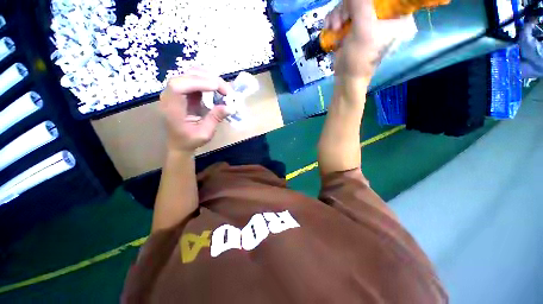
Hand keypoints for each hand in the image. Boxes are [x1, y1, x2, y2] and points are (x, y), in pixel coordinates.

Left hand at [159, 70, 232, 153]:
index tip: (216, 88)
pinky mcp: (184, 91)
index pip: (178, 86)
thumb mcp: (204, 133)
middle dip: (209, 79)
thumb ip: (215, 119)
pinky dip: (208, 81)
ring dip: (209, 78)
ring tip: (223, 89)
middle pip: (186, 75)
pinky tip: (217, 88)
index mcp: (172, 108)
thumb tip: (230, 107)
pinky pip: (195, 79)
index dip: (197, 82)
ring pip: (191, 73)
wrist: (179, 142)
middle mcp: (171, 95)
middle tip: (226, 90)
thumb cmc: (190, 140)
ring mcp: (177, 91)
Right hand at [325, 0, 410, 78]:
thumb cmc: (360, 58)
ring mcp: (366, 19)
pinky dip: (334, 19)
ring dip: (338, 14)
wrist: (346, 77)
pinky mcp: (353, 25)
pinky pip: (342, 13)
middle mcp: (382, 14)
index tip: (357, 9)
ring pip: (350, 4)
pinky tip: (330, 28)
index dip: (367, 1)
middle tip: (342, 20)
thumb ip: (360, 4)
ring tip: (334, 27)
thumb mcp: (363, 29)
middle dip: (348, 6)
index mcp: (396, 15)